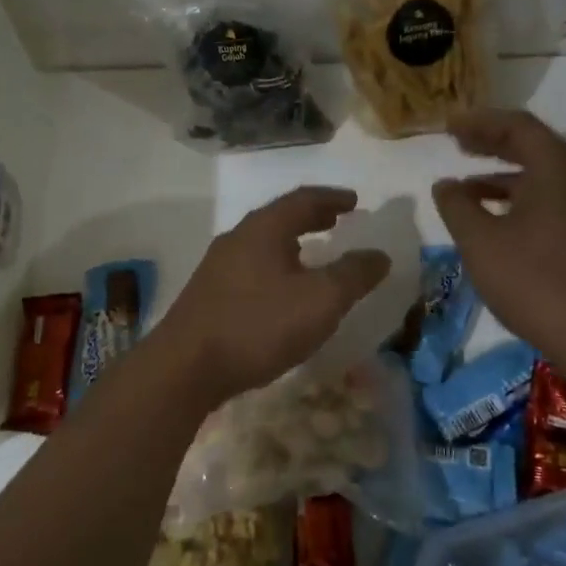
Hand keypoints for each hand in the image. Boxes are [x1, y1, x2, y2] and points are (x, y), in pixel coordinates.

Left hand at [154, 187, 390, 401]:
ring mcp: (217, 266)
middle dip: (312, 218)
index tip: (355, 202)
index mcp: (264, 228)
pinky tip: (282, 292)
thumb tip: (379, 255)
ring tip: (314, 255)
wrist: (186, 367)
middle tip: (337, 221)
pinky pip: (250, 267)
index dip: (333, 198)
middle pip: (280, 218)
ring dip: (292, 243)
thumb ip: (353, 275)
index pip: (303, 199)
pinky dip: (275, 266)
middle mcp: (238, 238)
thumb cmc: (259, 325)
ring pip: (263, 243)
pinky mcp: (208, 294)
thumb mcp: (320, 301)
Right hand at [432, 110, 565, 360]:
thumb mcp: (480, 242)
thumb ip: (457, 207)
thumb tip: (446, 185)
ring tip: (466, 188)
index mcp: (556, 172)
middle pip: (534, 148)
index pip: (519, 127)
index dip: (481, 122)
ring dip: (503, 177)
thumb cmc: (534, 281)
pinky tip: (495, 223)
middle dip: (493, 144)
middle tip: (457, 144)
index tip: (449, 126)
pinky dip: (518, 200)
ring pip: (542, 179)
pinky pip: (550, 203)